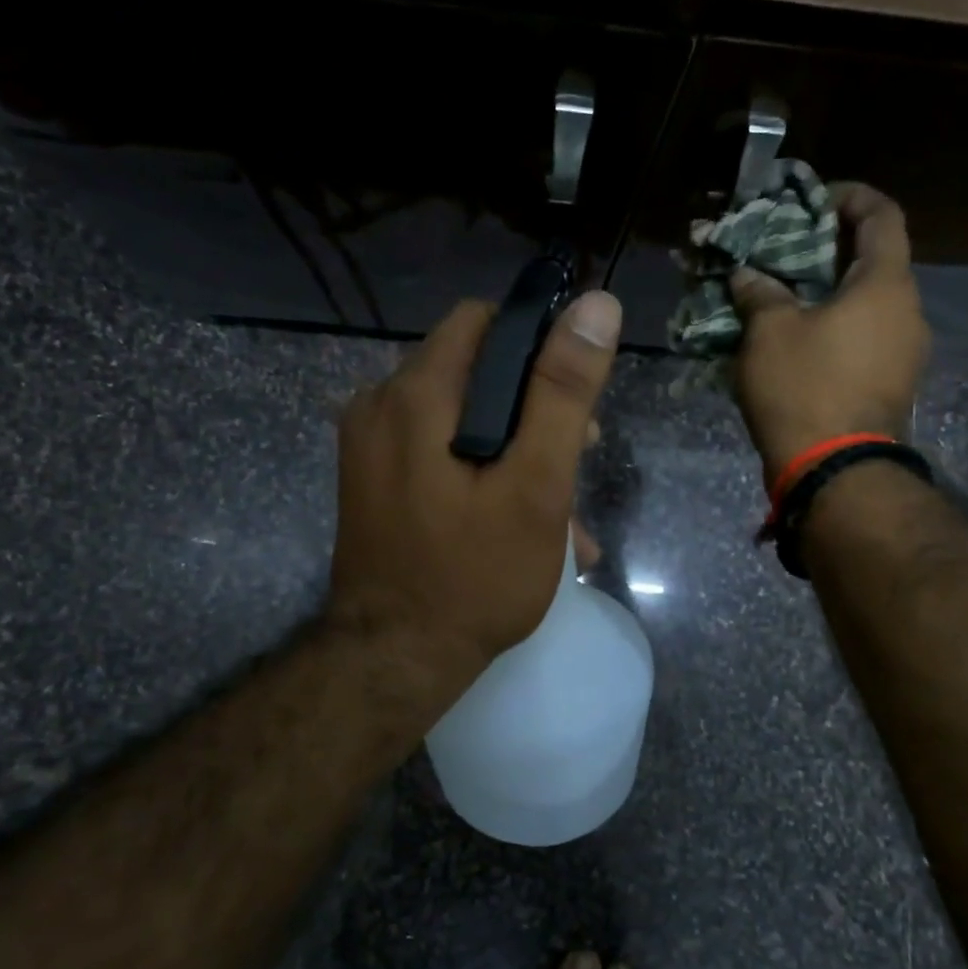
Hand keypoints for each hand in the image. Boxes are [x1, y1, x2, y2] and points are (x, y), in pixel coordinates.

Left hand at [325, 289, 621, 702]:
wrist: (394, 662)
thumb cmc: (474, 576)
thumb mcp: (535, 485)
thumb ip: (563, 395)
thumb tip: (597, 306)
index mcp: (415, 395)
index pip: (483, 322)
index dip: (538, 343)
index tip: (576, 395)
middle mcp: (380, 406)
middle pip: (472, 370)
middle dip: (533, 406)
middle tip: (579, 456)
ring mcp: (371, 447)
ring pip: (459, 416)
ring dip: (515, 446)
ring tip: (563, 507)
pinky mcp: (374, 480)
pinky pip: (437, 450)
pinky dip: (482, 469)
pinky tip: (522, 520)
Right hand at [730, 182, 930, 485]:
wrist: (836, 470)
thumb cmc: (805, 387)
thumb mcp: (769, 333)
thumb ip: (760, 294)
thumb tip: (748, 275)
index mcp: (885, 284)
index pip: (882, 215)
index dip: (851, 197)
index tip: (815, 200)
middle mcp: (908, 311)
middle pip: (876, 261)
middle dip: (833, 249)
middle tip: (788, 252)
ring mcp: (907, 352)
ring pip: (870, 304)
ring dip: (833, 294)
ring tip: (788, 299)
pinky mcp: (894, 385)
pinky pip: (867, 338)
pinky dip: (838, 328)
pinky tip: (802, 341)